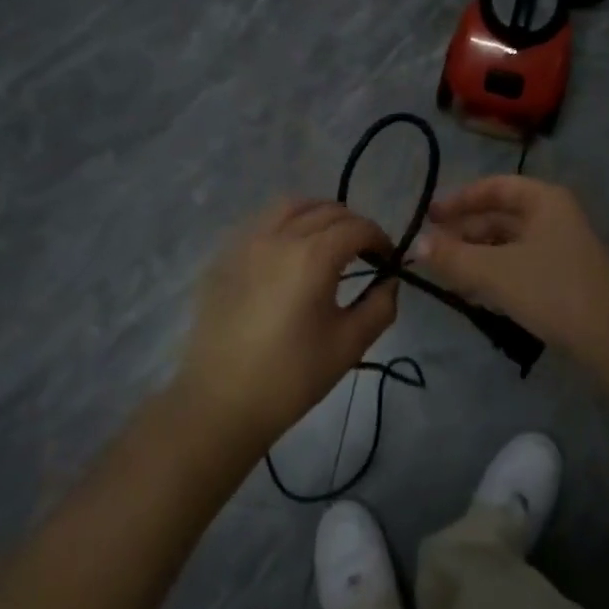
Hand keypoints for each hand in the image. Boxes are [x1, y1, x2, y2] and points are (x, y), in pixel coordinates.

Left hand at [176, 199, 400, 453]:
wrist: (219, 403)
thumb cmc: (291, 376)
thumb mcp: (349, 345)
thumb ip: (380, 305)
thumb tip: (389, 280)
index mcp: (313, 256)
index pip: (357, 227)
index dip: (379, 238)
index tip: (388, 258)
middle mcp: (280, 236)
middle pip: (326, 210)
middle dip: (353, 225)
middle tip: (363, 252)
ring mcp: (247, 242)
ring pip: (290, 205)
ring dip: (317, 214)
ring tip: (326, 241)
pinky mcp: (224, 256)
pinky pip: (261, 222)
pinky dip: (285, 223)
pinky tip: (289, 252)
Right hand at [408, 176, 608, 363]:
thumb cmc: (550, 289)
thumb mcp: (494, 272)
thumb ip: (453, 256)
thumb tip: (416, 244)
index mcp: (544, 200)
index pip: (495, 187)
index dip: (460, 199)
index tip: (430, 216)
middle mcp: (554, 216)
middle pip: (500, 215)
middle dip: (464, 232)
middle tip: (430, 250)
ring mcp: (560, 247)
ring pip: (508, 242)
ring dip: (476, 254)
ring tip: (446, 273)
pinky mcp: (562, 276)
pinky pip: (519, 264)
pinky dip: (494, 272)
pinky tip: (474, 291)